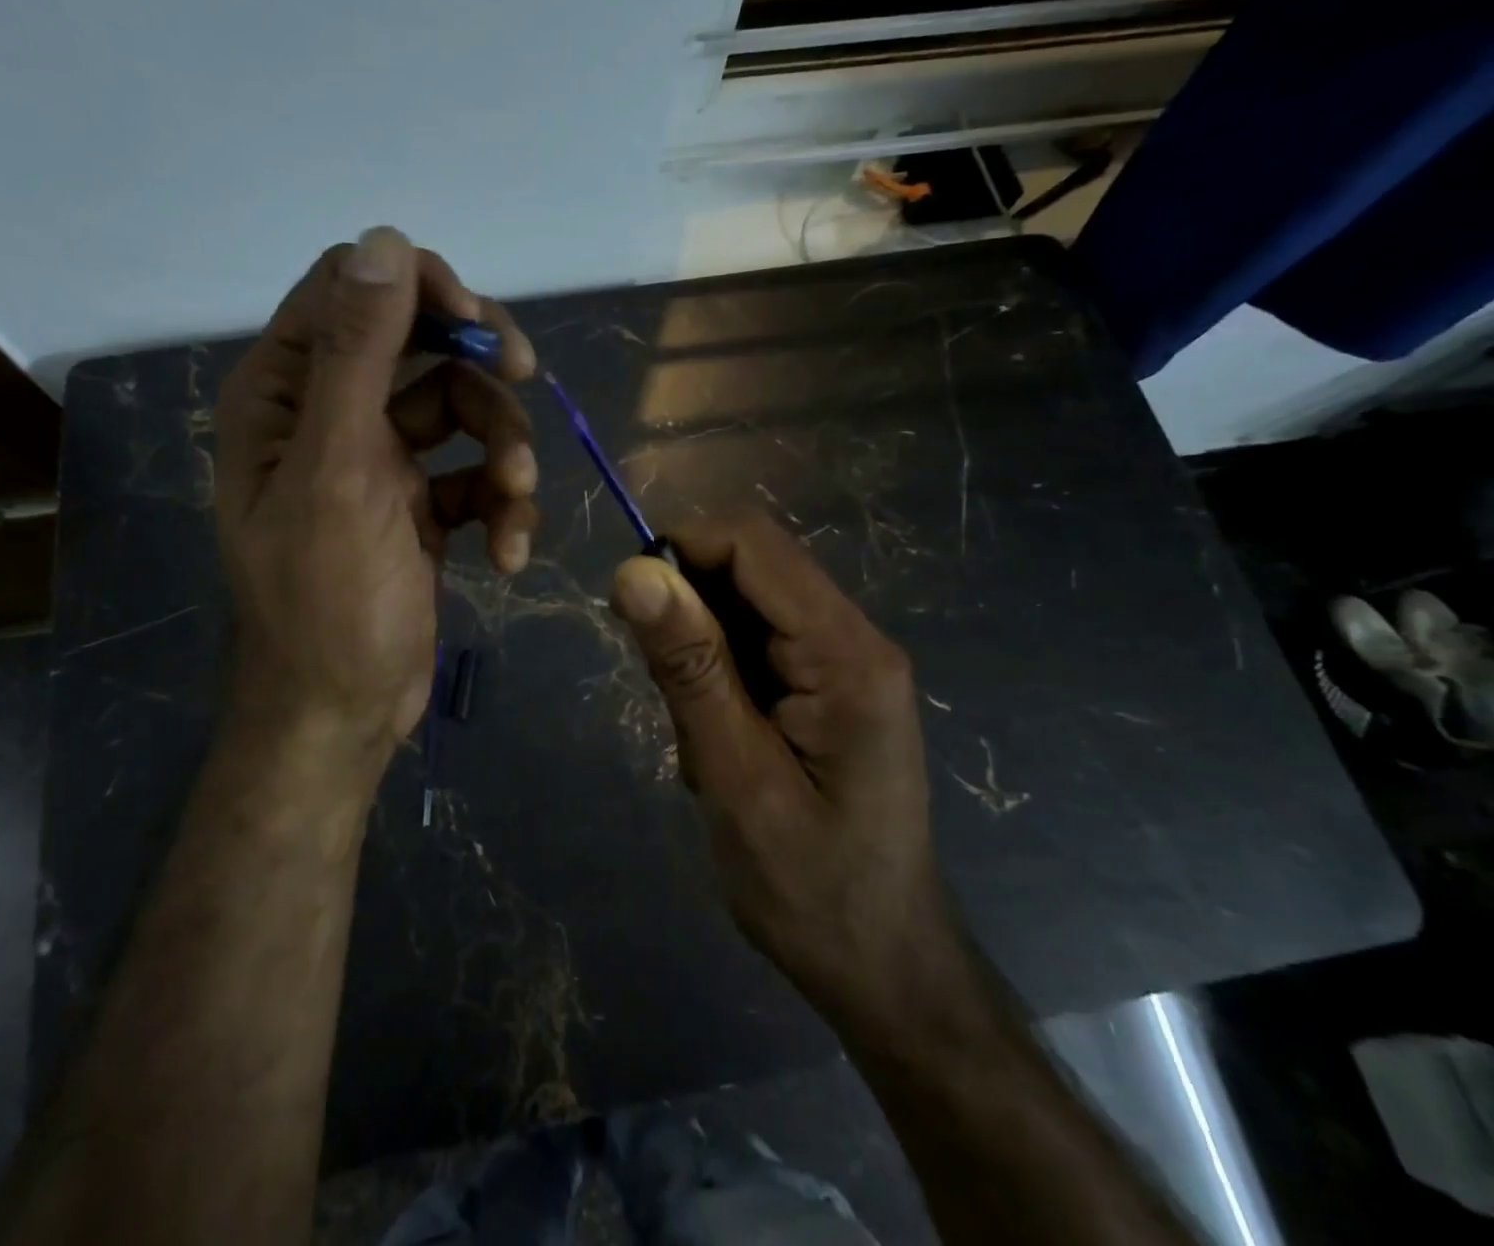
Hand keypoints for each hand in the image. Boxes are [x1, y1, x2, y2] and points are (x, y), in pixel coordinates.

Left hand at [211, 228, 538, 791]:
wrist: (343, 714)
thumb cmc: (326, 600)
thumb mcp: (338, 471)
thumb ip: (356, 355)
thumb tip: (383, 240)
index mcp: (287, 393)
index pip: (352, 290)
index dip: (419, 289)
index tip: (477, 325)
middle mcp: (330, 416)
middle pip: (422, 346)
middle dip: (478, 370)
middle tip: (526, 379)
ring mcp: (380, 462)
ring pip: (463, 413)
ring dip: (502, 451)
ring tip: (515, 502)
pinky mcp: (420, 506)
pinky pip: (474, 477)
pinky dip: (500, 507)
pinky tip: (508, 553)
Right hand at [610, 513, 950, 1028]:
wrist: (885, 969)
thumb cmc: (811, 889)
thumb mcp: (735, 778)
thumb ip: (689, 668)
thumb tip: (634, 571)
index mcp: (846, 653)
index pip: (753, 543)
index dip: (680, 549)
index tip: (627, 606)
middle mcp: (853, 639)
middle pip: (751, 566)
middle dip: (687, 607)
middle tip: (663, 690)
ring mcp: (843, 662)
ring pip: (745, 603)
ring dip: (698, 647)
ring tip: (696, 730)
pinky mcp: (826, 686)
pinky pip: (755, 642)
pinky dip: (716, 673)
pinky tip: (716, 737)